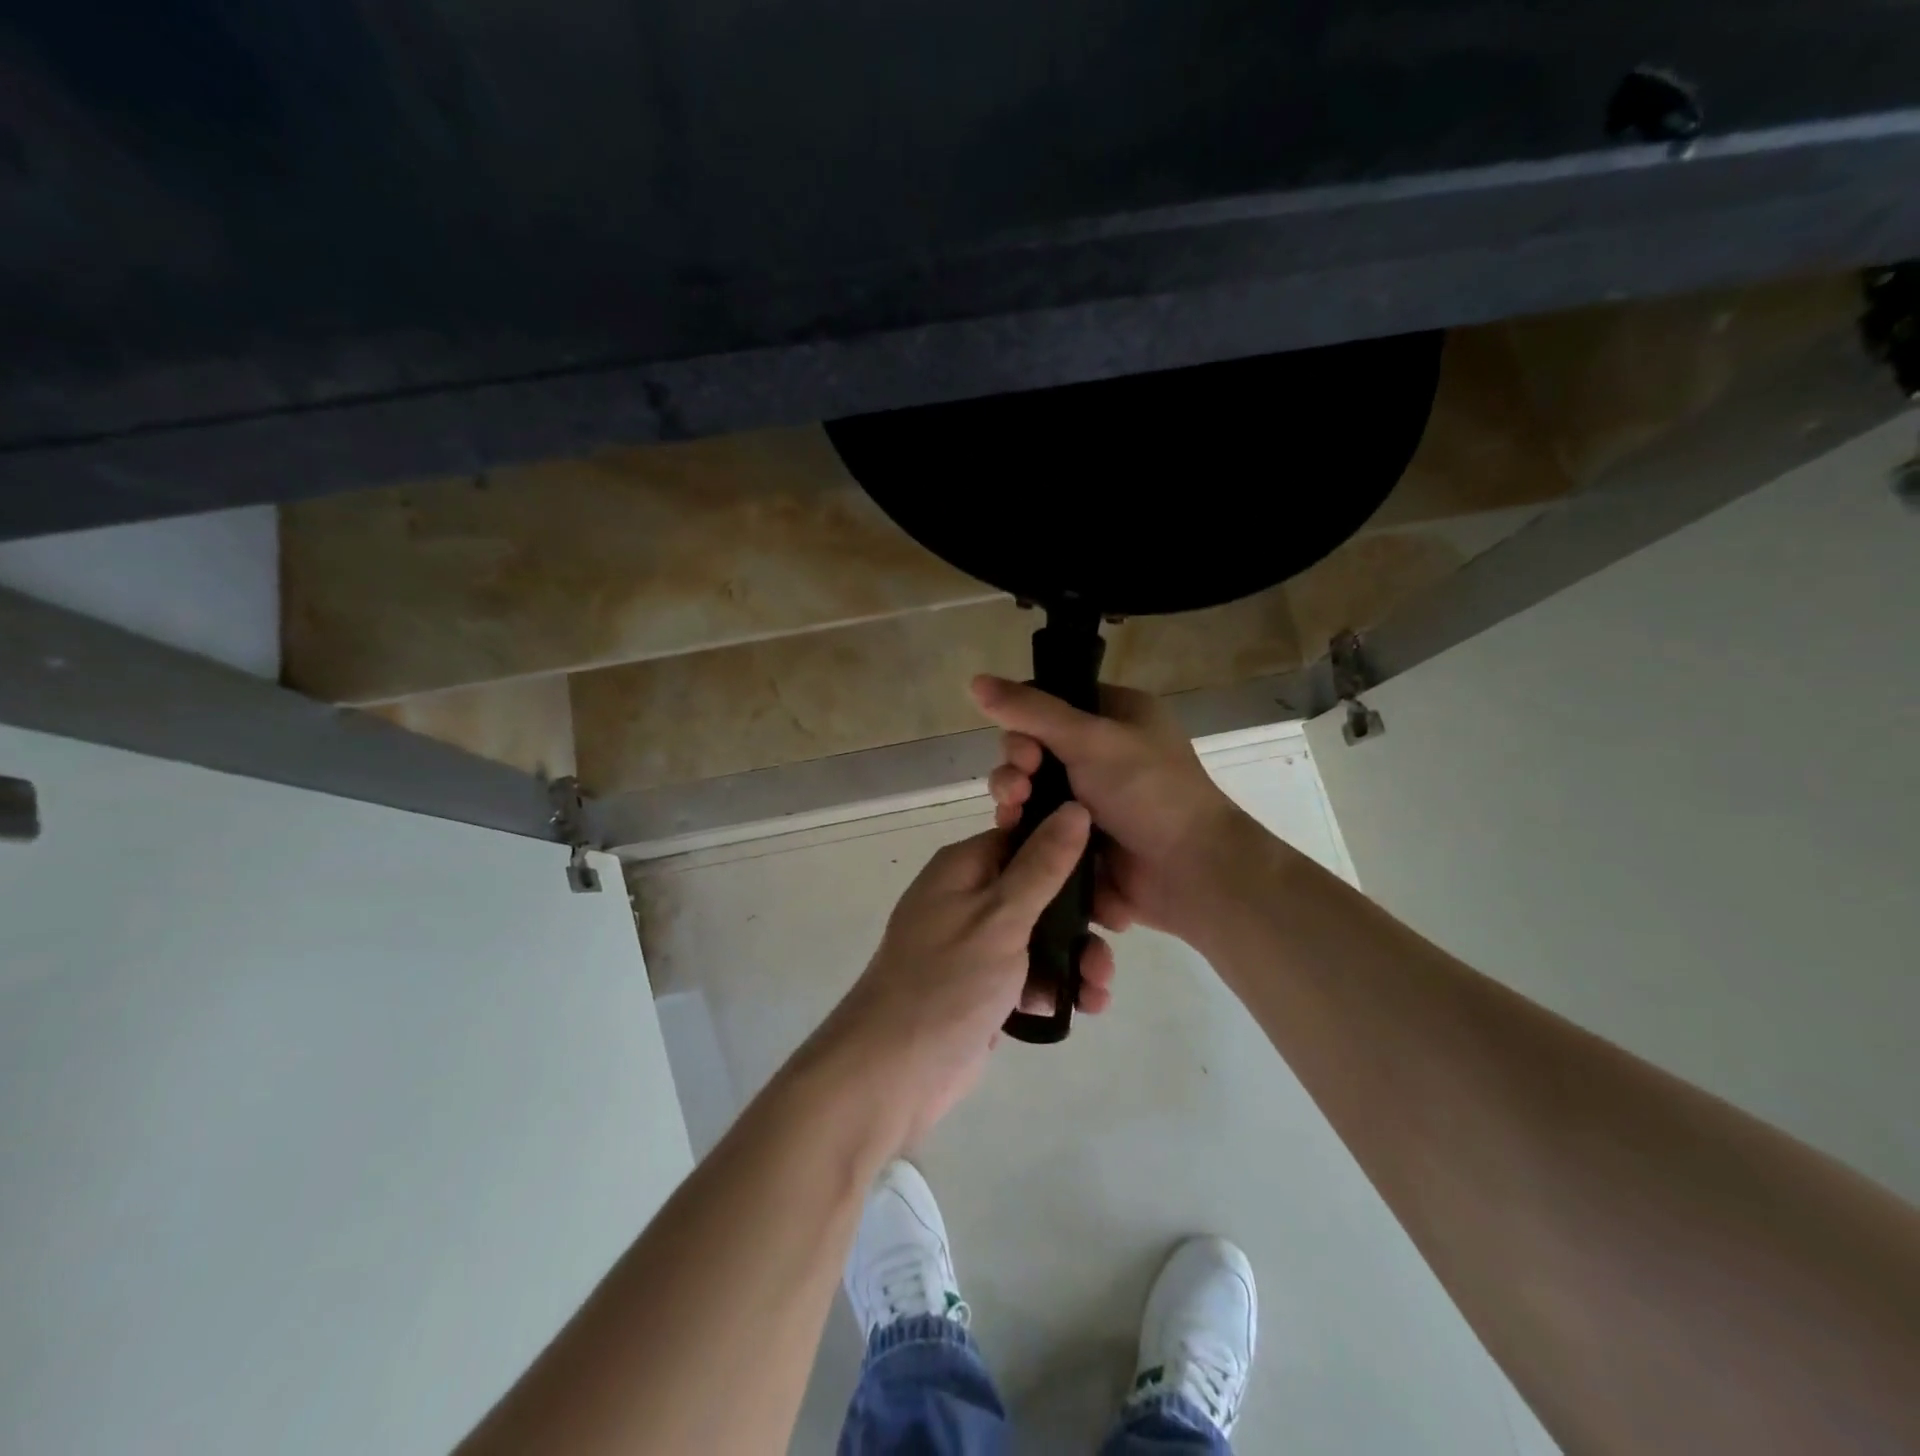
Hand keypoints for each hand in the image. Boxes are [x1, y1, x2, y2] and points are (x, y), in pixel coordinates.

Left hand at [822, 804, 1118, 1147]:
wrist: (893, 1071)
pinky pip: (1028, 974)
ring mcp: (974, 945)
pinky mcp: (982, 987)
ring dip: (1075, 957)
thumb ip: (1042, 865)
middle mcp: (967, 898)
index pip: (1024, 839)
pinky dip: (1054, 986)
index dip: (1069, 852)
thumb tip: (1074, 808)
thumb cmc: (946, 981)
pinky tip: (1082, 1006)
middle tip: (1115, 935)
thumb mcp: (1001, 916)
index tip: (1110, 876)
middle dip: (1080, 917)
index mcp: (964, 868)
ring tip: (1099, 989)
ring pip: (1039, 936)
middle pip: (1038, 891)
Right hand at [971, 674, 1253, 942]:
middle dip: (1016, 765)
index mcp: (1116, 715)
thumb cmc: (1149, 792)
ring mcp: (1090, 799)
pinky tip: (1013, 835)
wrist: (1189, 873)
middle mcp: (1102, 753)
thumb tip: (974, 679)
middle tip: (1020, 784)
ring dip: (1013, 796)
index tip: (1023, 745)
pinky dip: (1023, 827)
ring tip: (1014, 812)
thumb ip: (1032, 711)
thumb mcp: (1091, 740)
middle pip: (1032, 747)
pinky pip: (1038, 824)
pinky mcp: (1078, 837)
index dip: (1024, 720)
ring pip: (1030, 788)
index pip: (1051, 702)